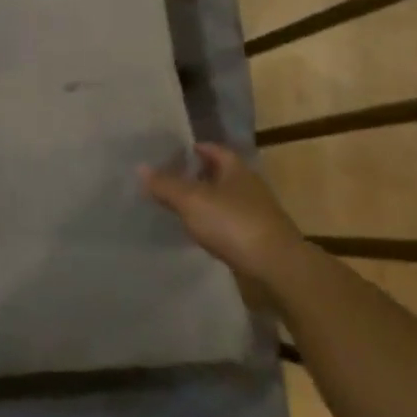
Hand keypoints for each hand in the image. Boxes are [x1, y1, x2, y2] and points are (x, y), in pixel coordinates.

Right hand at [139, 142, 306, 291]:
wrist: (276, 267)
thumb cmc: (233, 223)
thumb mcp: (191, 200)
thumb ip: (165, 184)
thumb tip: (140, 168)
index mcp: (236, 169)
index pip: (213, 150)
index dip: (194, 149)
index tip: (172, 153)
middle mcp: (249, 187)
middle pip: (219, 174)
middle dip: (196, 175)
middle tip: (168, 179)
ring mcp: (255, 213)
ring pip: (223, 200)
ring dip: (204, 201)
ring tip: (177, 205)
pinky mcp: (256, 238)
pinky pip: (228, 223)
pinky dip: (212, 223)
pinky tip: (197, 231)